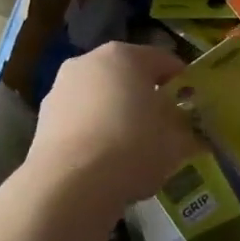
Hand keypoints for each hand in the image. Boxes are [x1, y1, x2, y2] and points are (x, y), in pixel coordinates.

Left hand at [23, 42, 198, 214]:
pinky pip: (80, 120)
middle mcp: (89, 62)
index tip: (193, 105)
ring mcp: (60, 89)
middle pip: (127, 76)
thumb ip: (188, 134)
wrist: (71, 184)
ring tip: (133, 147)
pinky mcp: (43, 119)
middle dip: (146, 97)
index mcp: (125, 56)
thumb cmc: (133, 148)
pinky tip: (105, 161)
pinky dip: (94, 133)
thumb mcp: (176, 144)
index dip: (183, 82)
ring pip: (100, 98)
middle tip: (164, 126)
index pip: (164, 60)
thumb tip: (196, 135)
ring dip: (117, 114)